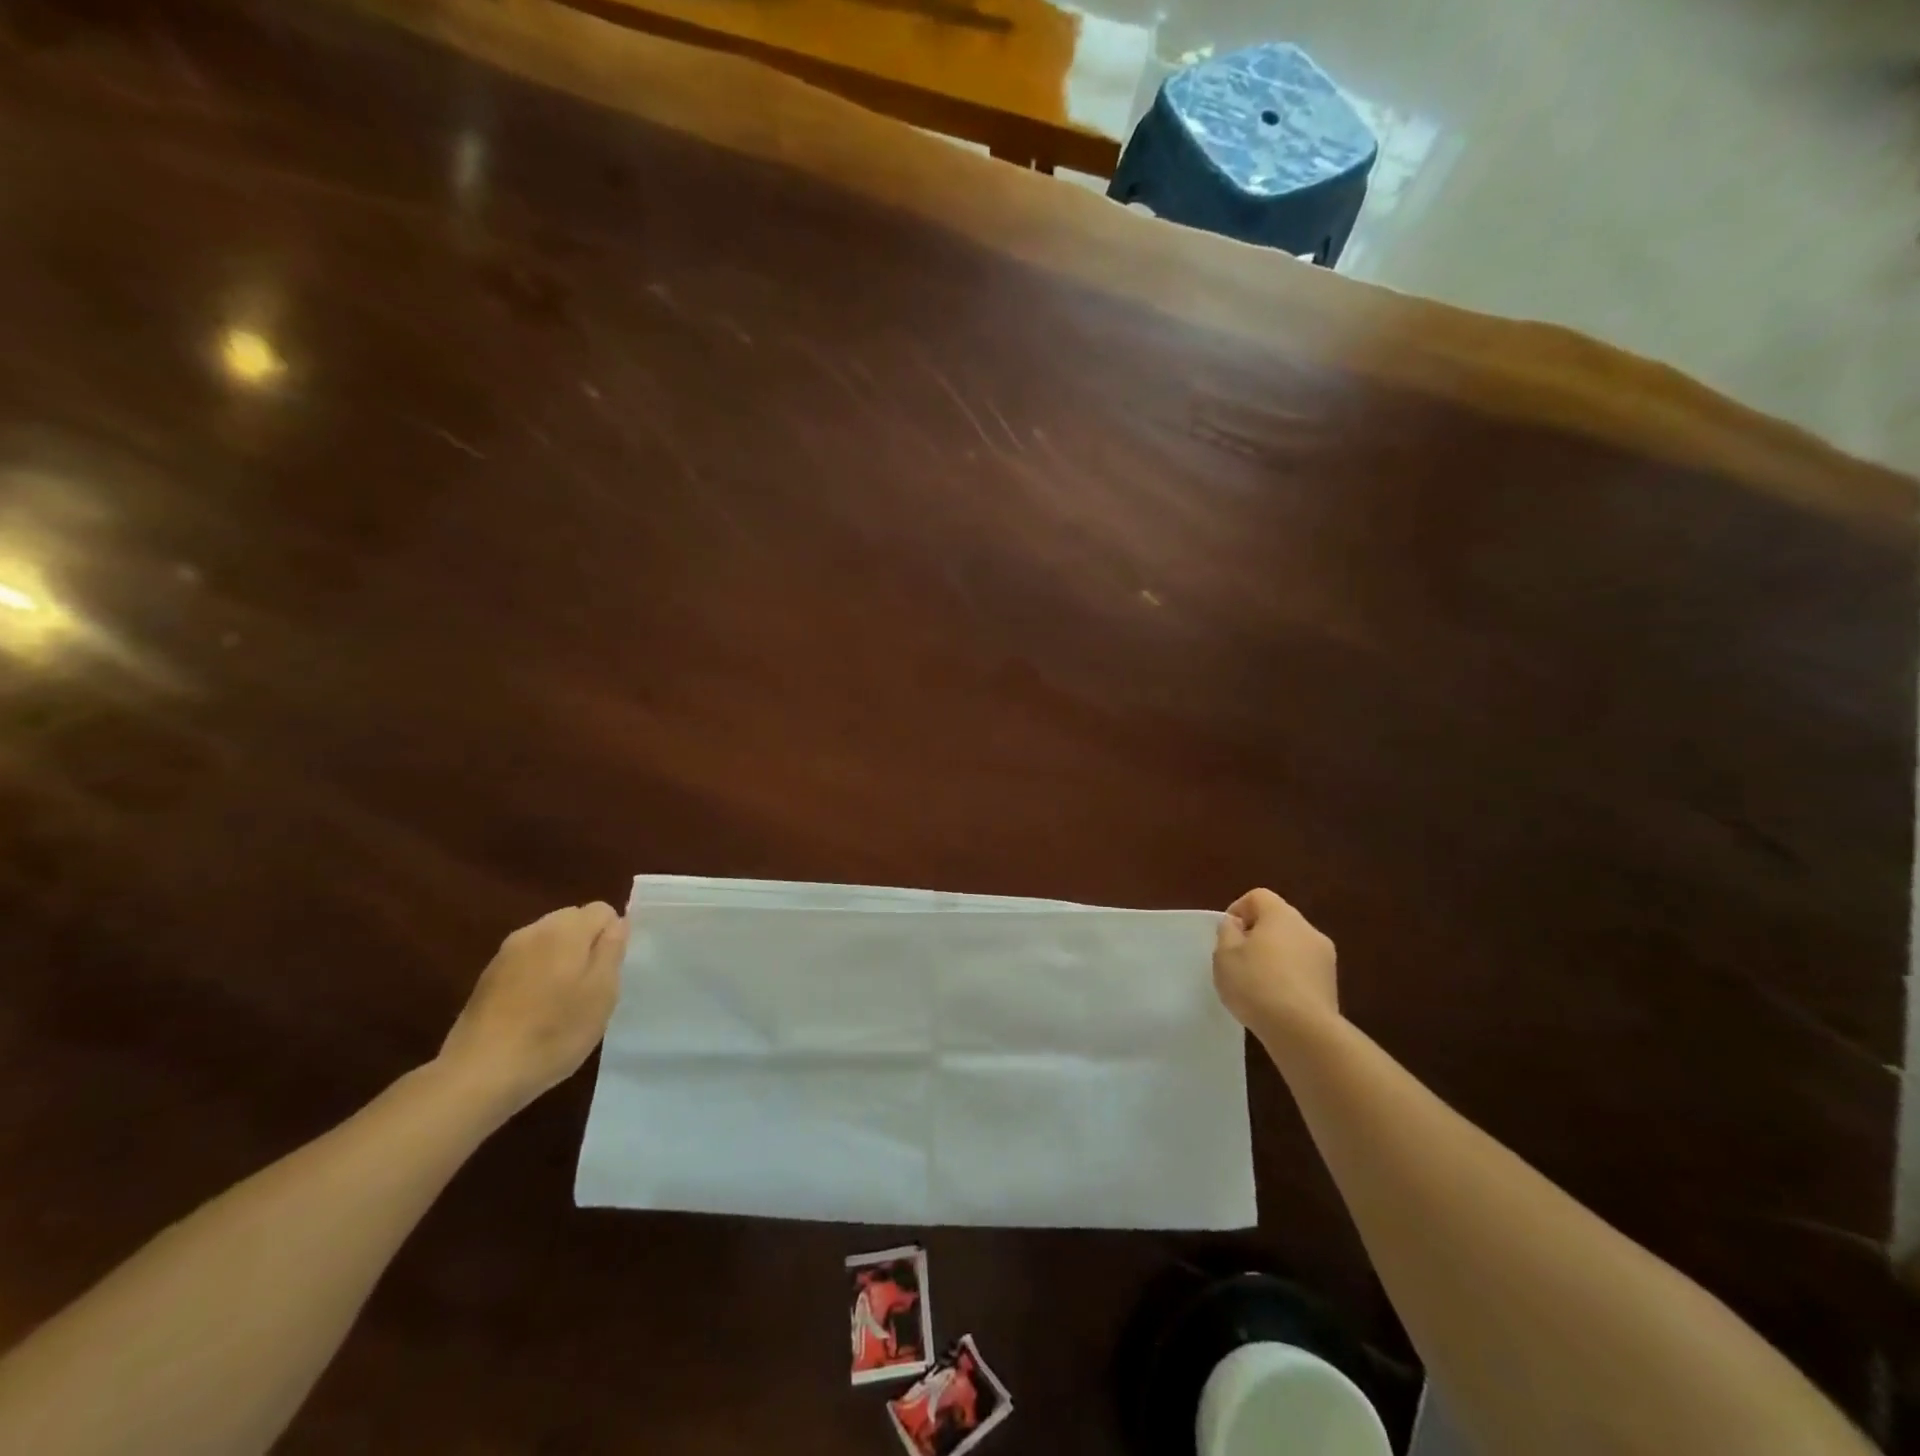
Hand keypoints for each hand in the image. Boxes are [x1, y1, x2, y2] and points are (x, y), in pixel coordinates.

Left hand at [438, 902, 628, 1113]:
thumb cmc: (554, 1031)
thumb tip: (617, 922)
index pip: (602, 910)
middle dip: (587, 945)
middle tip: (591, 987)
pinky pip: (527, 962)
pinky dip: (538, 976)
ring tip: (563, 1002)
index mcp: (565, 930)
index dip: (613, 937)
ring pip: (549, 942)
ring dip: (562, 961)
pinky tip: (535, 1011)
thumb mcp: (602, 992)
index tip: (610, 972)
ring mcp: (505, 954)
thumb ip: (612, 949)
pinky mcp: (487, 978)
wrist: (480, 1074)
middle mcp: (533, 931)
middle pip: (573, 921)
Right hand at [1213, 888, 1338, 1041]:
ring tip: (1256, 983)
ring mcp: (1325, 958)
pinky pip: (1303, 969)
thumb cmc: (1256, 984)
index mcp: (1281, 915)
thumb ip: (1227, 932)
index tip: (1227, 935)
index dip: (1238, 910)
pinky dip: (1288, 977)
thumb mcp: (1225, 955)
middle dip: (1256, 934)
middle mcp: (1308, 929)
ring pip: (1292, 946)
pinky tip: (1275, 1000)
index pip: (1258, 896)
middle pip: (1277, 920)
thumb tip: (1236, 924)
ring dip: (1274, 956)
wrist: (1303, 1031)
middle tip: (1238, 958)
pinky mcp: (1331, 984)